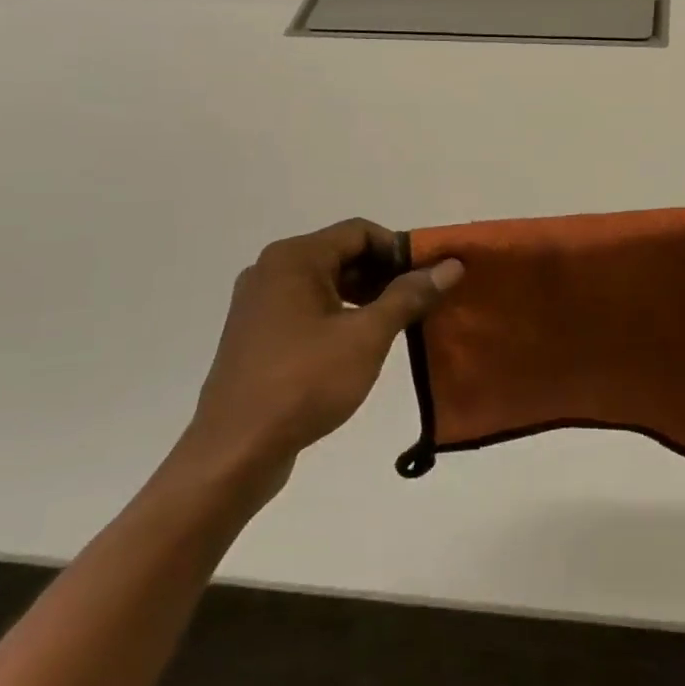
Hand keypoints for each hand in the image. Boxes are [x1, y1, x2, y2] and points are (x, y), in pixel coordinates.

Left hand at [176, 219, 462, 504]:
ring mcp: (259, 303)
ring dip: (364, 296)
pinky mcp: (257, 335)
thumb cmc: (304, 382)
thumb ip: (409, 296)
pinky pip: (307, 308)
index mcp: (294, 258)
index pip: (361, 232)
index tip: (430, 279)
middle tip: (420, 302)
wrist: (234, 452)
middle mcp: (271, 270)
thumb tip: (450, 266)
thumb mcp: (367, 336)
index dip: (401, 250)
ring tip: (397, 325)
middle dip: (384, 274)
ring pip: (326, 283)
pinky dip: (338, 315)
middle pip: (342, 254)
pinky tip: (360, 345)